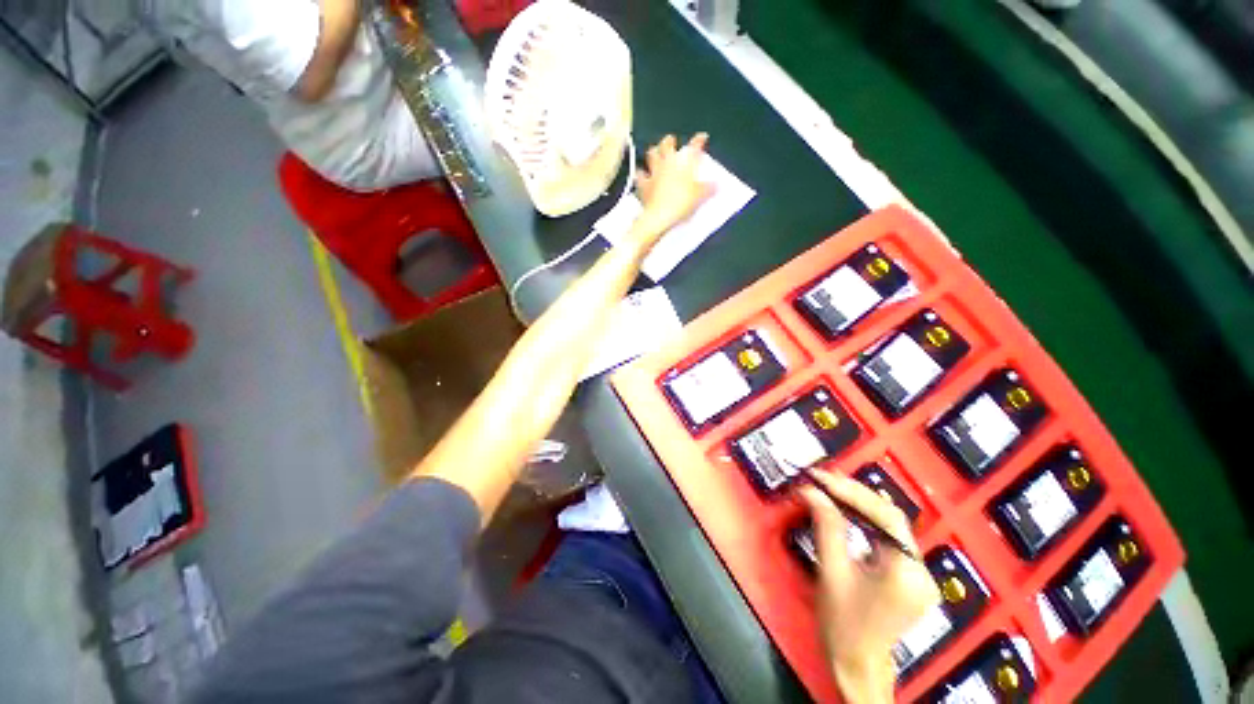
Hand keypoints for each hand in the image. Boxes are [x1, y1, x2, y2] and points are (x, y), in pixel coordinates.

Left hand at [634, 133, 715, 240]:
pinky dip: (640, 174)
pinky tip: (641, 175)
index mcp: (683, 164)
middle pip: (666, 145)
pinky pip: (640, 176)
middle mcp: (667, 164)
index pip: (694, 147)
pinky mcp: (643, 185)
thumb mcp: (700, 197)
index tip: (702, 137)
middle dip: (669, 141)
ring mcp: (654, 173)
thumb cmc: (680, 204)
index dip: (699, 141)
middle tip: (671, 140)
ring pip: (651, 155)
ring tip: (654, 152)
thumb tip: (716, 185)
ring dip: (653, 152)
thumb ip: (708, 189)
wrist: (659, 217)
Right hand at [799, 473, 940, 703]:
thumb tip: (811, 491)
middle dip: (855, 494)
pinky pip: (890, 538)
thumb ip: (826, 526)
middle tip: (823, 479)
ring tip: (830, 488)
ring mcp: (920, 574)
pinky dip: (867, 521)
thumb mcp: (831, 572)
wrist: (857, 665)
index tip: (821, 477)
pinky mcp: (912, 576)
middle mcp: (921, 569)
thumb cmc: (842, 623)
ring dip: (860, 504)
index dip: (852, 491)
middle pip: (891, 517)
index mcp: (906, 571)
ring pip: (891, 525)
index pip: (885, 516)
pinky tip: (848, 511)